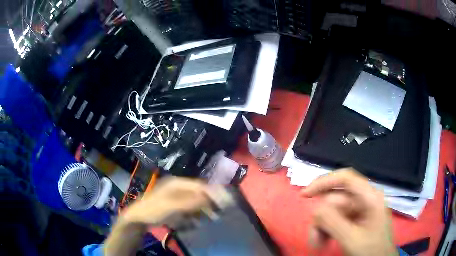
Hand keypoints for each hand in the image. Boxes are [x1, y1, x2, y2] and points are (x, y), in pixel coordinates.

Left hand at [105, 177, 223, 255]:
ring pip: (194, 201)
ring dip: (202, 209)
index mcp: (177, 183)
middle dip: (208, 202)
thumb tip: (210, 197)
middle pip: (198, 193)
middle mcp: (178, 187)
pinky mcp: (174, 204)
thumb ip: (191, 202)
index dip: (213, 193)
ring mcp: (175, 196)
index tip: (224, 202)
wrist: (138, 217)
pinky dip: (194, 214)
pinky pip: (188, 208)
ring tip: (210, 218)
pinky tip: (196, 221)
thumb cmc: (154, 210)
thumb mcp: (173, 206)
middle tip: (218, 213)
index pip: (200, 186)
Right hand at [301, 168, 397, 255]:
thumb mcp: (352, 239)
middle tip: (314, 239)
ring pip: (332, 211)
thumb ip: (334, 222)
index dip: (323, 182)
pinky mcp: (354, 219)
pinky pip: (334, 220)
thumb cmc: (371, 250)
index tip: (304, 195)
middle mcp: (364, 199)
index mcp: (370, 197)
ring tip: (318, 244)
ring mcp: (359, 209)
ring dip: (322, 227)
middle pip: (335, 199)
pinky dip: (326, 230)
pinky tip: (324, 242)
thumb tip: (315, 208)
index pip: (345, 178)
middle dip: (321, 219)